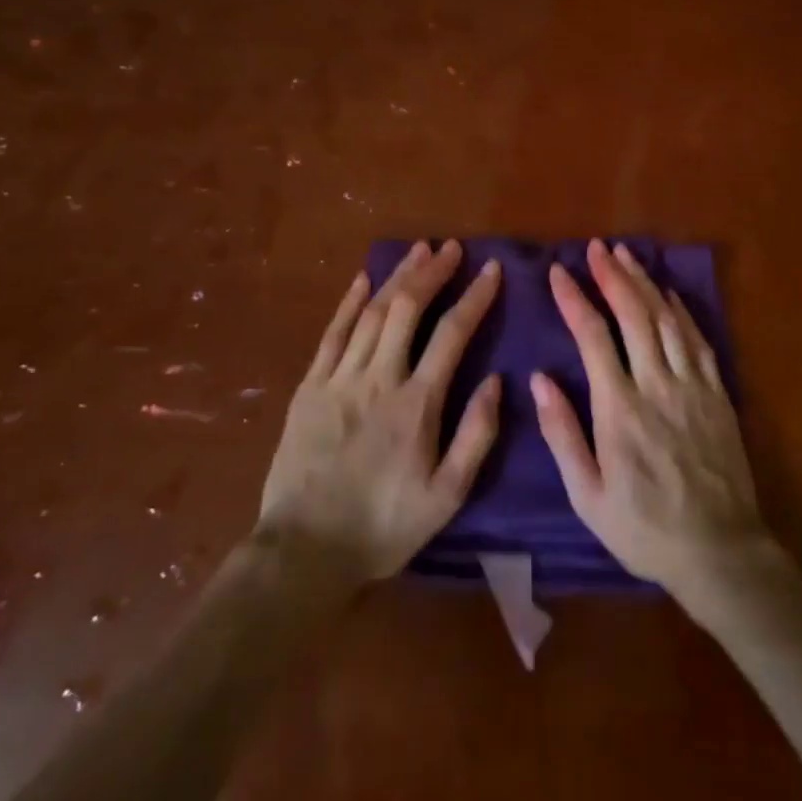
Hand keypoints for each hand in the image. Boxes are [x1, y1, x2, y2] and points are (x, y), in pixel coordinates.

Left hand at [256, 240, 501, 584]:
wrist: (304, 553)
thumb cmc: (383, 527)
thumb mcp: (446, 496)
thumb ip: (476, 436)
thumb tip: (497, 381)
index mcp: (417, 403)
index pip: (452, 334)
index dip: (474, 297)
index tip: (491, 270)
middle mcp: (378, 378)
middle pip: (408, 309)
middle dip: (433, 272)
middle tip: (452, 248)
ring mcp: (339, 379)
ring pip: (372, 313)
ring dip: (397, 277)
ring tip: (418, 251)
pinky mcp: (309, 388)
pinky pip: (332, 334)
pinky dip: (349, 303)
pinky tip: (363, 280)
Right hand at [533, 239, 770, 598]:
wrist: (719, 552)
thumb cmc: (644, 529)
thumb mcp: (588, 496)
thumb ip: (562, 434)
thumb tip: (539, 379)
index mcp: (619, 409)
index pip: (593, 336)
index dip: (575, 299)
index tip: (559, 272)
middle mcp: (656, 386)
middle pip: (634, 315)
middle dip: (612, 276)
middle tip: (597, 247)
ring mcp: (692, 387)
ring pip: (667, 320)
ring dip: (645, 283)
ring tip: (626, 256)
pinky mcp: (717, 394)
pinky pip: (698, 340)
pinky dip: (681, 311)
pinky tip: (669, 294)